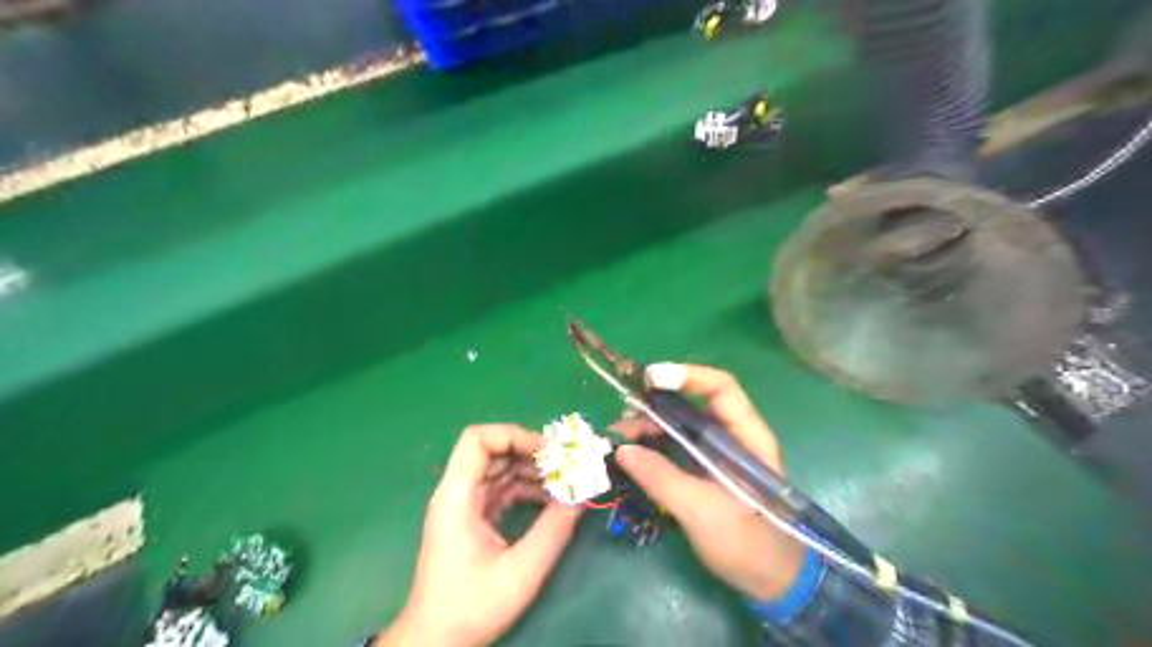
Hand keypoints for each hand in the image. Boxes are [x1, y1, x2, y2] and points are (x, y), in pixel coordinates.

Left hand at [380, 425, 581, 646]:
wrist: (435, 642)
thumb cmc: (469, 607)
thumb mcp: (519, 572)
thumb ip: (553, 530)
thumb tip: (582, 495)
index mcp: (457, 496)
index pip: (478, 439)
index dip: (514, 436)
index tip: (548, 452)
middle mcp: (458, 492)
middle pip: (494, 451)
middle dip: (532, 453)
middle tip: (567, 465)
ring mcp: (465, 505)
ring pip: (500, 469)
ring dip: (533, 471)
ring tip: (566, 483)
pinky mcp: (473, 519)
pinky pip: (502, 490)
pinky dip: (527, 489)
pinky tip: (552, 500)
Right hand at [612, 364, 801, 600]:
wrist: (771, 582)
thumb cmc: (748, 544)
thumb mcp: (703, 511)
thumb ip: (662, 478)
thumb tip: (623, 450)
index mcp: (747, 437)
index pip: (721, 388)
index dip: (687, 376)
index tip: (649, 380)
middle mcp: (732, 436)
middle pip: (693, 403)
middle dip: (657, 404)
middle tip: (623, 418)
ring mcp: (717, 454)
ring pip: (680, 424)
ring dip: (650, 425)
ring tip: (619, 437)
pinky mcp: (704, 471)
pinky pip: (676, 446)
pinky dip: (653, 445)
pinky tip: (632, 453)